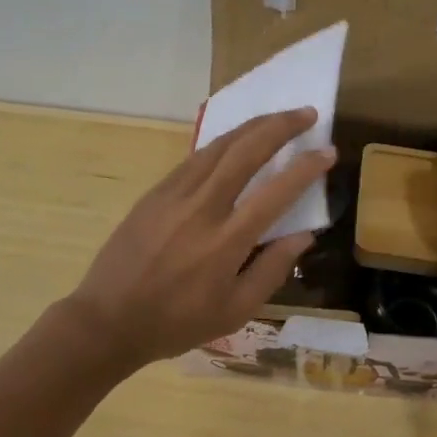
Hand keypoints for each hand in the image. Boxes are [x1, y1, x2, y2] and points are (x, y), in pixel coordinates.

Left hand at [63, 108, 335, 368]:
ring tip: (278, 117)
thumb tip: (304, 235)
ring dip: (253, 125)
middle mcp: (202, 208)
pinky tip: (237, 139)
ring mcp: (175, 194)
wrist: (107, 320)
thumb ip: (272, 270)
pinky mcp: (156, 192)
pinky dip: (223, 141)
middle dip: (281, 126)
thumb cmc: (178, 323)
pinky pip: (196, 157)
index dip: (306, 168)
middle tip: (307, 113)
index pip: (276, 192)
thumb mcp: (235, 311)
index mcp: (226, 242)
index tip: (328, 152)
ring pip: (219, 145)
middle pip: (246, 151)